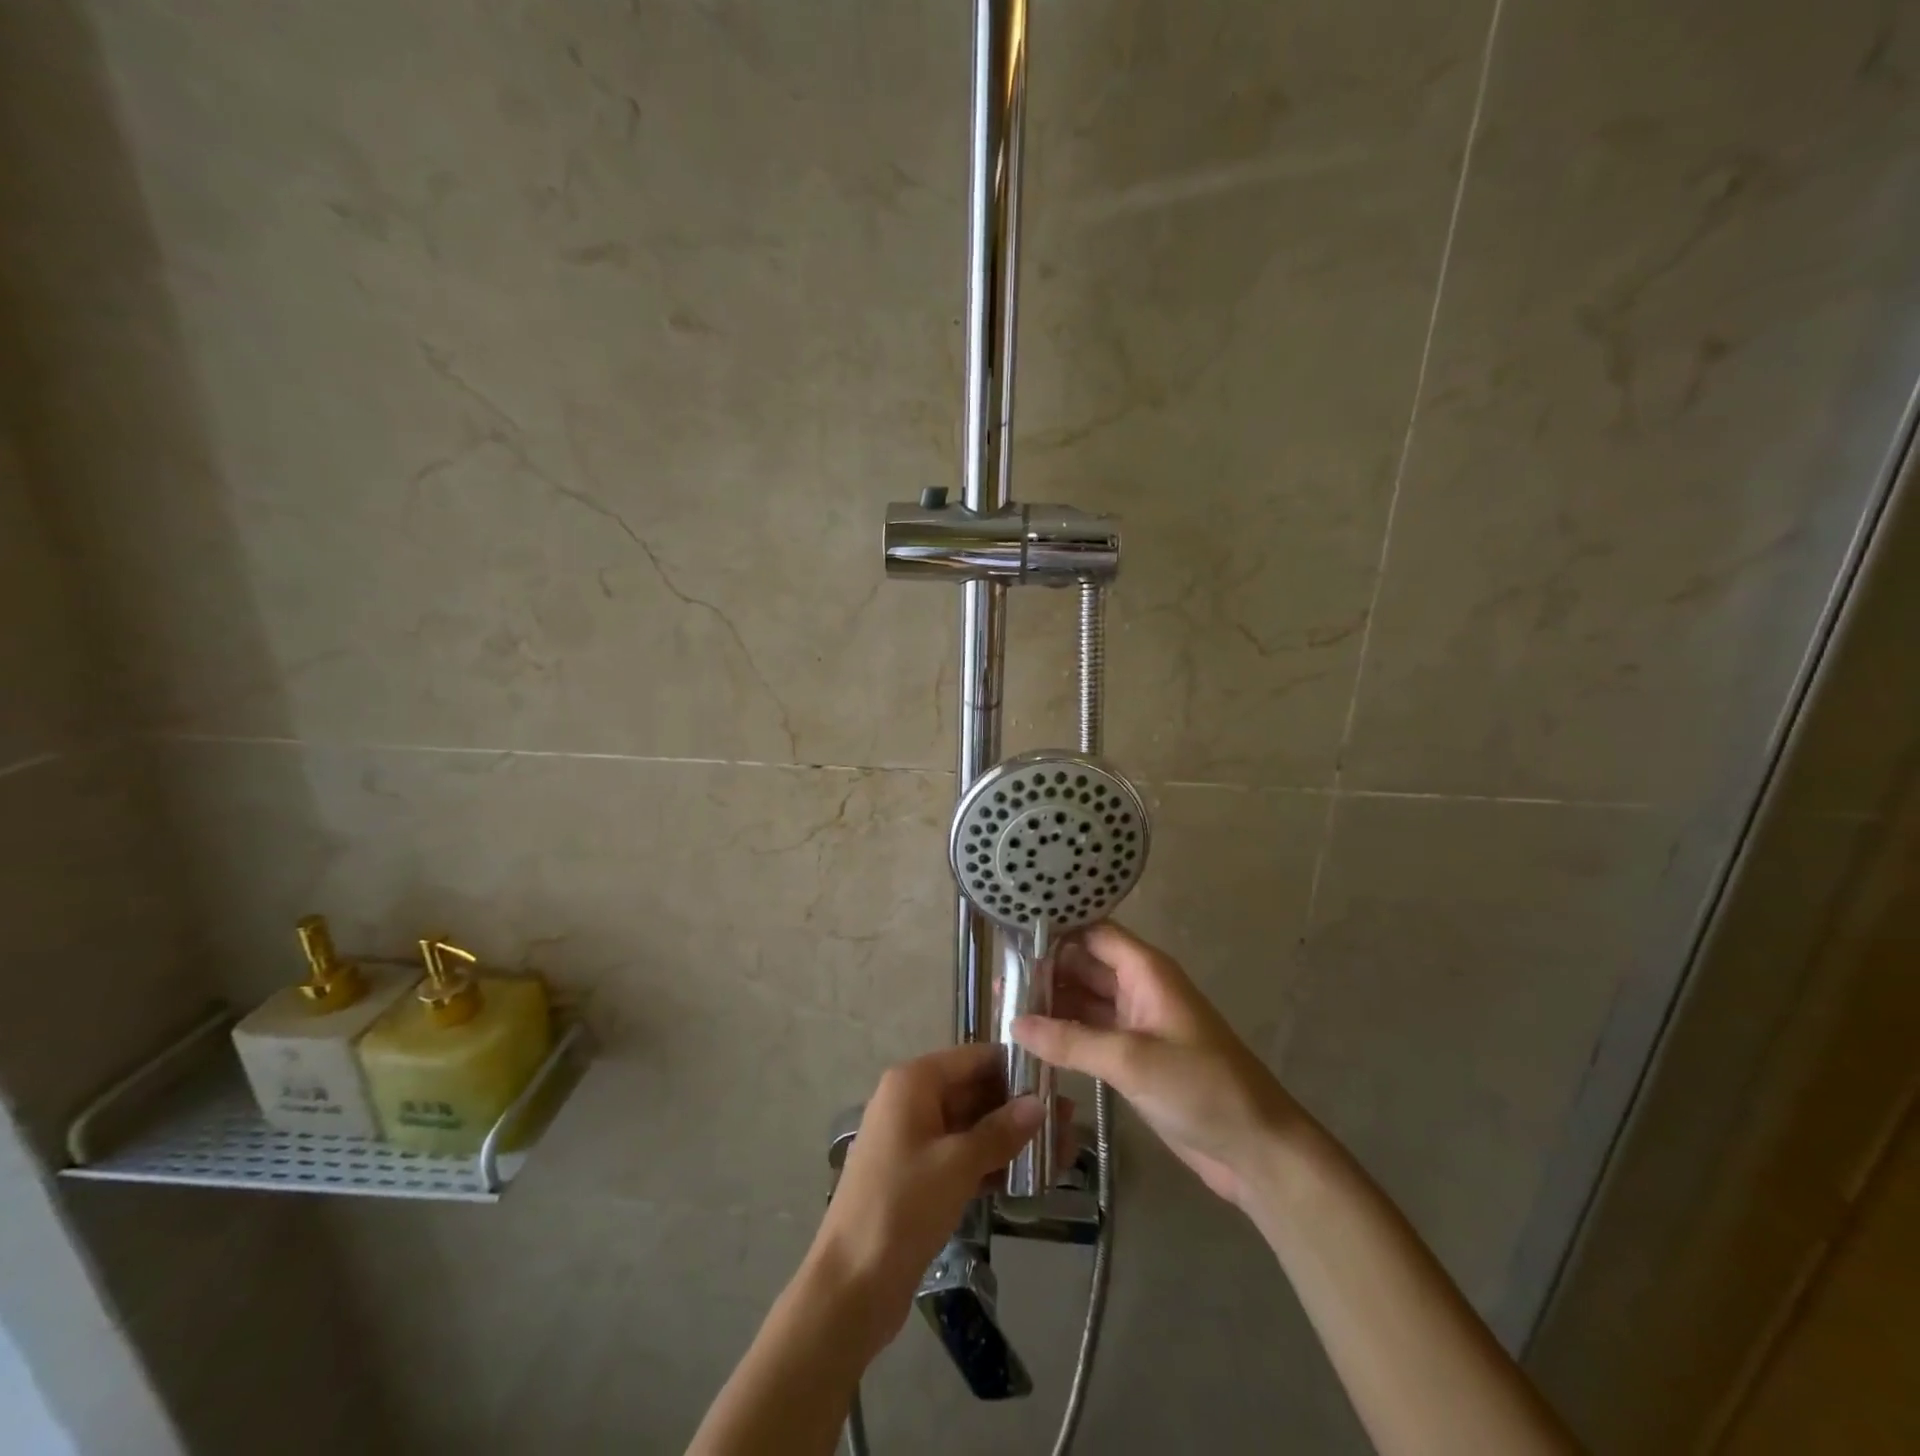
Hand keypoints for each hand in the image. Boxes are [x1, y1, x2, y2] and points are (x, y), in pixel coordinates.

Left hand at [806, 1044, 1044, 1359]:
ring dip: (1011, 1138)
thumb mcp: (957, 1164)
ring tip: (1062, 1151)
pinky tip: (1031, 1177)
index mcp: (914, 1082)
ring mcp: (915, 1140)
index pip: (973, 1058)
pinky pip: (962, 1157)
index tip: (1057, 1080)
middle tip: (1069, 1122)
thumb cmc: (902, 1207)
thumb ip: (1000, 1131)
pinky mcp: (920, 1177)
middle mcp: (912, 1102)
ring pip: (971, 1127)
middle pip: (974, 1091)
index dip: (1014, 1067)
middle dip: (1018, 1106)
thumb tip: (1040, 1103)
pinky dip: (992, 1164)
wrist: (851, 1284)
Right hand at [1014, 922, 1297, 1208]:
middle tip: (997, 979)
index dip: (1056, 930)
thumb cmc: (1201, 1087)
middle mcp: (1139, 989)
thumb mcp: (1131, 1059)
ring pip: (1085, 1002)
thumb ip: (1071, 1040)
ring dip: (1050, 1004)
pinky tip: (1030, 1041)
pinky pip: (1091, 1035)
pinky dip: (1064, 1035)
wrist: (1255, 1149)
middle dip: (1045, 970)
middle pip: (1085, 966)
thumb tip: (1014, 1024)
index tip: (1010, 935)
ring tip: (1002, 1007)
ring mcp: (1136, 1024)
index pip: (1093, 933)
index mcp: (1146, 971)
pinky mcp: (1134, 1058)